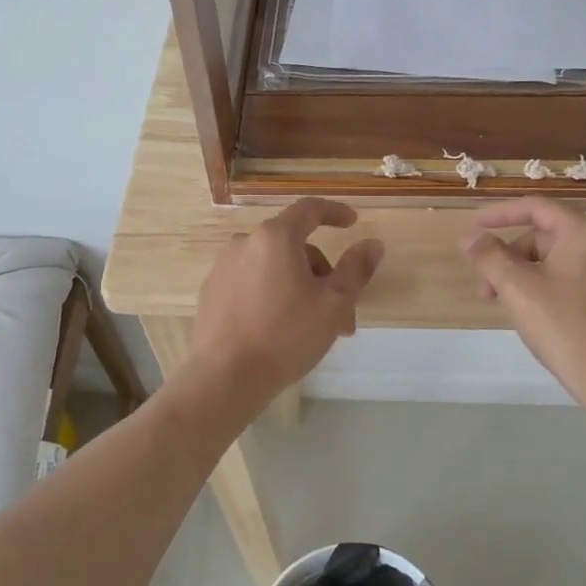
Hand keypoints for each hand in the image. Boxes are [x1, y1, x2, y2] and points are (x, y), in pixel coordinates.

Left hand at [188, 198, 383, 410]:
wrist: (226, 376)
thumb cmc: (286, 335)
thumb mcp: (334, 303)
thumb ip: (356, 269)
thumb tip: (372, 244)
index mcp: (276, 237)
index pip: (310, 209)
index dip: (334, 212)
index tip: (352, 222)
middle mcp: (245, 243)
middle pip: (294, 246)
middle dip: (322, 274)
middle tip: (343, 314)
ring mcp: (223, 267)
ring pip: (274, 268)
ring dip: (299, 288)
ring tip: (314, 328)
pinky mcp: (212, 292)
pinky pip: (251, 283)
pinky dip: (272, 295)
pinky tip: (280, 329)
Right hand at [462, 199, 585, 408]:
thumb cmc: (563, 324)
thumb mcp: (517, 287)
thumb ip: (489, 256)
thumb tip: (470, 237)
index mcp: (585, 232)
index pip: (536, 208)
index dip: (500, 214)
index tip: (473, 227)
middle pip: (543, 236)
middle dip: (508, 256)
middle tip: (483, 285)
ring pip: (554, 260)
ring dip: (521, 275)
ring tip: (500, 303)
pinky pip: (569, 278)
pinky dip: (542, 286)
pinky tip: (527, 312)